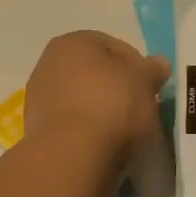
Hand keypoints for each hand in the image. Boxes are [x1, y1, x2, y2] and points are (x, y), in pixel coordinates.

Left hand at [25, 31, 170, 159]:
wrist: (73, 154)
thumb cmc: (112, 105)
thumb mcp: (144, 82)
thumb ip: (152, 69)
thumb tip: (159, 63)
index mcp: (72, 42)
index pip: (113, 46)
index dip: (137, 65)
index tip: (151, 86)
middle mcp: (48, 63)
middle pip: (93, 72)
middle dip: (116, 86)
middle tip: (139, 106)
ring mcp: (38, 97)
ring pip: (80, 98)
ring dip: (100, 109)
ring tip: (123, 129)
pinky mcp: (36, 129)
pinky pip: (71, 122)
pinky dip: (86, 129)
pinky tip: (103, 143)